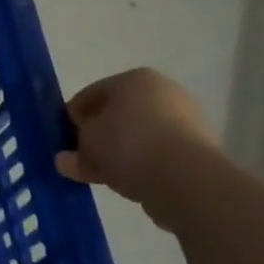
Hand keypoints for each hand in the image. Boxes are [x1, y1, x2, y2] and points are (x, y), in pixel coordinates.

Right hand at [55, 68, 217, 210]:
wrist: (187, 179)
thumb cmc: (128, 145)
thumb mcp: (87, 145)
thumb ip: (74, 151)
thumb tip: (66, 160)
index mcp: (135, 79)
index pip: (92, 94)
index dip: (73, 116)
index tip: (63, 138)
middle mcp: (164, 92)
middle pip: (119, 115)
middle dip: (99, 136)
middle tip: (81, 158)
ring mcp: (186, 121)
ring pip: (140, 137)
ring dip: (121, 154)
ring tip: (103, 177)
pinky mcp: (200, 151)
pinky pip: (159, 156)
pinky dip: (143, 166)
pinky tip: (129, 184)